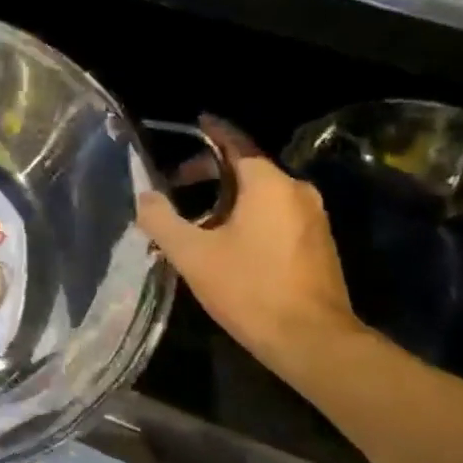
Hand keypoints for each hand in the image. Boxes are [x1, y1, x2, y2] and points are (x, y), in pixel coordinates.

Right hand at [136, 117, 361, 370]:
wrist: (312, 341)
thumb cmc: (249, 289)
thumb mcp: (192, 254)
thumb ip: (162, 220)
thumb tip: (144, 198)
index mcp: (268, 184)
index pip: (236, 142)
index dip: (213, 130)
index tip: (196, 121)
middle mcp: (297, 191)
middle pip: (248, 167)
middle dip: (211, 172)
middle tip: (177, 186)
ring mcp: (313, 218)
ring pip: (262, 194)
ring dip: (228, 198)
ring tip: (195, 220)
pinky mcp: (318, 243)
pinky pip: (277, 214)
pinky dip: (249, 216)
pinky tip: (227, 241)